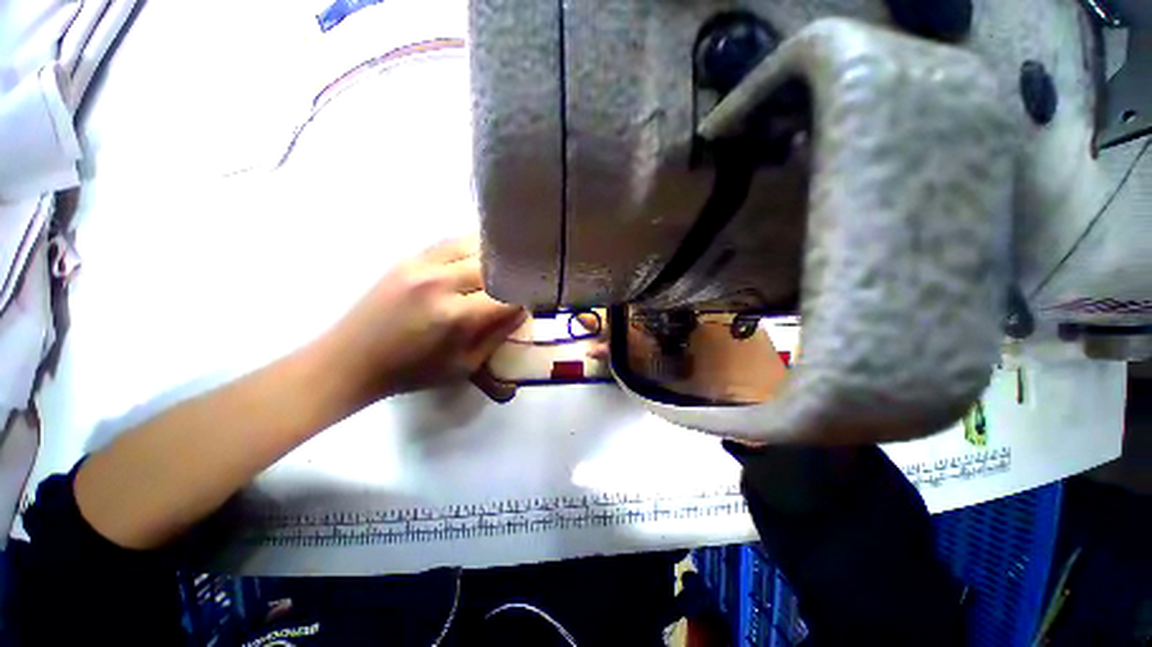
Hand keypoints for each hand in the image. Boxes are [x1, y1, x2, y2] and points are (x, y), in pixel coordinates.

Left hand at [324, 237, 526, 402]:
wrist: (350, 360)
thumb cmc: (412, 372)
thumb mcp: (464, 366)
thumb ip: (496, 336)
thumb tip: (521, 311)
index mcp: (456, 316)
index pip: (506, 297)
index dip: (524, 299)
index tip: (532, 302)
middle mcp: (441, 283)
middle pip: (493, 266)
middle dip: (511, 276)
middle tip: (519, 284)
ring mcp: (422, 265)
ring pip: (473, 245)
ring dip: (493, 256)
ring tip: (504, 265)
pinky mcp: (408, 258)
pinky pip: (449, 242)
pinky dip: (470, 246)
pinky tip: (478, 254)